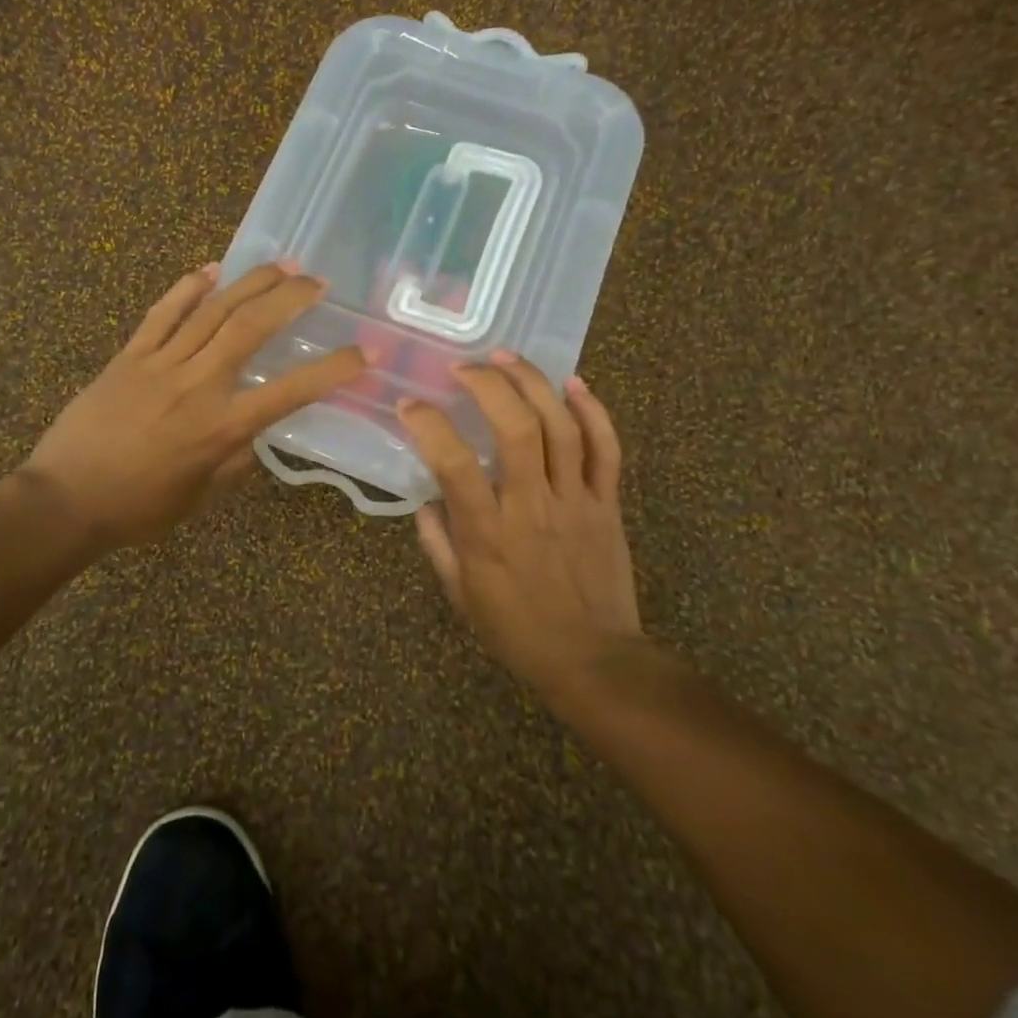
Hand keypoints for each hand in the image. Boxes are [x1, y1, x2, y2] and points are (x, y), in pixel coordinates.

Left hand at [21, 261, 366, 549]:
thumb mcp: (201, 497)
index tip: (364, 351)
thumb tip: (254, 435)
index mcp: (221, 428)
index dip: (332, 369)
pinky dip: (187, 288)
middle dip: (290, 299)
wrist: (65, 499)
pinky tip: (210, 270)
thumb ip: (235, 462)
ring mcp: (160, 364)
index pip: (290, 391)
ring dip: (249, 283)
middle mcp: (198, 386)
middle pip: (250, 328)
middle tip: (317, 282)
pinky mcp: (128, 356)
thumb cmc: (138, 508)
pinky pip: (161, 314)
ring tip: (280, 264)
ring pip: (211, 311)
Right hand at [398, 354, 646, 704]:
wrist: (594, 660)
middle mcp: (531, 506)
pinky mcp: (607, 503)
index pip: (453, 464)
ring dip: (534, 383)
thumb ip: (438, 543)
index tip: (411, 405)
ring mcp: (575, 500)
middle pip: (517, 428)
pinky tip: (572, 383)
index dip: (428, 425)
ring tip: (507, 357)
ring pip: (561, 427)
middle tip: (466, 367)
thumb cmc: (517, 630)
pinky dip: (593, 410)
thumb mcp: (460, 595)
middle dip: (489, 385)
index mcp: (488, 533)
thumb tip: (427, 500)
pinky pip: (606, 448)